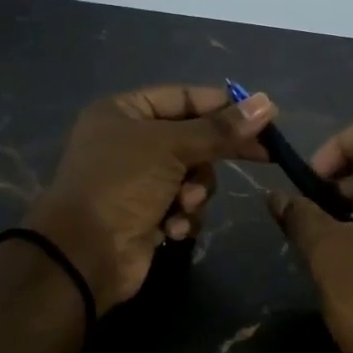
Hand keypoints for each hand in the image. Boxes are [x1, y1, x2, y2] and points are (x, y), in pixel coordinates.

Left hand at [26, 84, 275, 312]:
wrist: (84, 253)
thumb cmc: (121, 184)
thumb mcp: (170, 147)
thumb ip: (220, 129)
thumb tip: (268, 104)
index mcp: (124, 112)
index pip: (183, 98)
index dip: (223, 106)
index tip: (264, 116)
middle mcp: (130, 143)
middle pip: (193, 139)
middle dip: (212, 155)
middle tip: (263, 156)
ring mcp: (138, 182)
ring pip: (193, 177)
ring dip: (195, 192)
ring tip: (183, 204)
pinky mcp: (147, 217)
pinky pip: (183, 208)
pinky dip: (182, 218)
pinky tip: (170, 229)